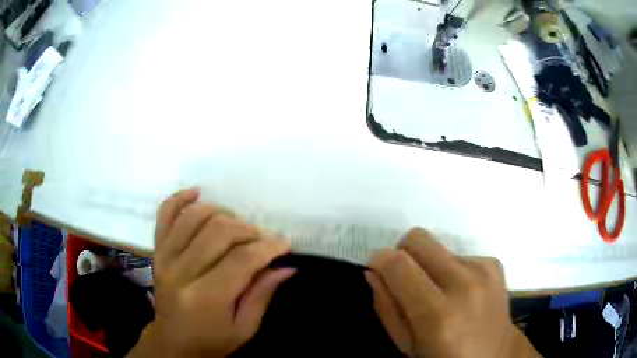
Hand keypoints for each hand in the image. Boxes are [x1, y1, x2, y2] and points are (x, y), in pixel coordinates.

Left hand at [128, 188, 294, 357]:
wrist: (173, 342)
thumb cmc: (211, 341)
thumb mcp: (244, 329)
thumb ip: (262, 296)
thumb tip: (286, 267)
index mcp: (205, 298)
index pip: (241, 260)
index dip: (267, 247)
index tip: (284, 244)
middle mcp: (181, 272)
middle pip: (219, 232)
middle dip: (249, 230)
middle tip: (262, 239)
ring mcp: (165, 258)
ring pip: (194, 217)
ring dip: (222, 213)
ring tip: (237, 224)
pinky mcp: (157, 250)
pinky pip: (164, 214)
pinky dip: (180, 199)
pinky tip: (197, 193)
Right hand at [366, 228, 540, 357]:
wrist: (494, 355)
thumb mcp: (406, 346)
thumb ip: (386, 308)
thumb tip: (373, 272)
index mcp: (437, 315)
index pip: (397, 263)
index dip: (379, 261)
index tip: (377, 271)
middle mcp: (464, 284)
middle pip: (418, 238)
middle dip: (402, 254)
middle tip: (406, 281)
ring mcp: (484, 270)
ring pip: (437, 246)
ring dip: (429, 266)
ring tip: (438, 294)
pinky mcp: (494, 264)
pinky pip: (458, 254)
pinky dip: (451, 270)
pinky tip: (459, 293)